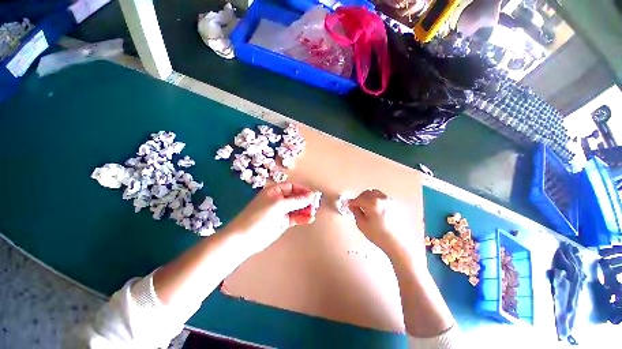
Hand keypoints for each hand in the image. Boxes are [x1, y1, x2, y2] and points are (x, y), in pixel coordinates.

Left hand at [225, 182, 316, 254]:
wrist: (245, 238)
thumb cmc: (260, 216)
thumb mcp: (278, 205)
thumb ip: (296, 201)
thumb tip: (311, 195)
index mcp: (275, 191)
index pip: (292, 187)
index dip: (302, 190)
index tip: (312, 195)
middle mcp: (279, 200)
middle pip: (296, 197)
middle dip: (305, 200)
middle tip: (315, 205)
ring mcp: (281, 211)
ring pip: (297, 208)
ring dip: (305, 209)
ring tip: (313, 213)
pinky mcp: (283, 222)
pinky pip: (295, 218)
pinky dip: (302, 218)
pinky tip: (309, 219)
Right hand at [349, 189, 422, 262]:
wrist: (399, 243)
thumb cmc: (379, 235)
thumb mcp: (362, 225)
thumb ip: (356, 212)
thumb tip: (353, 206)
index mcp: (372, 203)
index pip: (358, 198)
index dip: (352, 202)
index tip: (349, 206)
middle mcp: (381, 198)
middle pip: (367, 193)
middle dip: (360, 198)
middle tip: (358, 206)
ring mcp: (390, 200)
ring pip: (376, 193)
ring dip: (369, 198)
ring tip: (368, 208)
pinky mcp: (396, 204)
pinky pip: (383, 198)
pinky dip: (377, 200)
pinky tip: (377, 210)